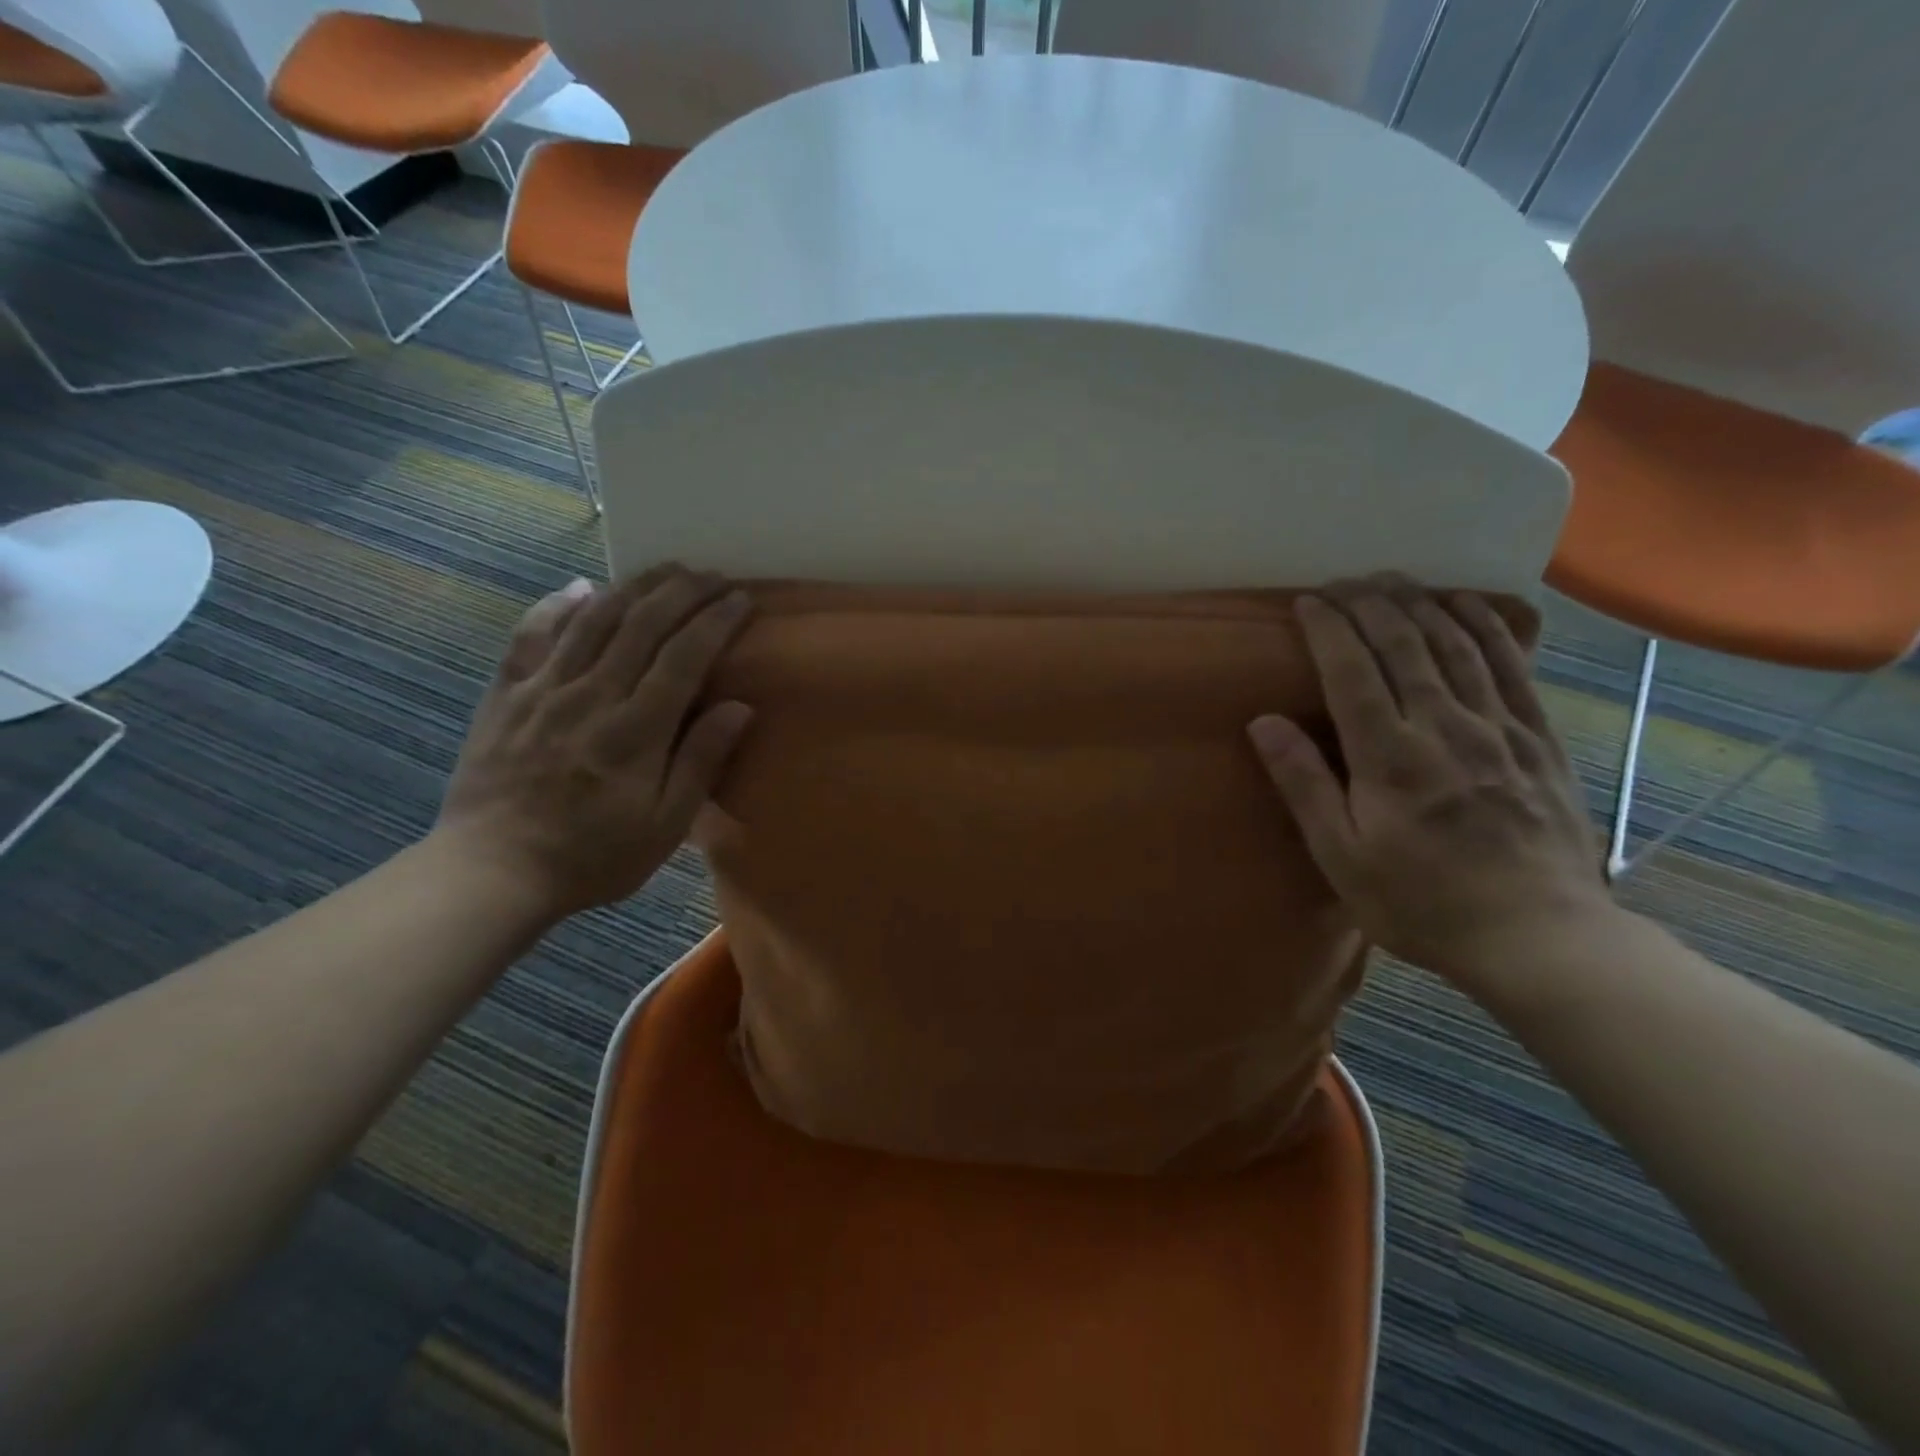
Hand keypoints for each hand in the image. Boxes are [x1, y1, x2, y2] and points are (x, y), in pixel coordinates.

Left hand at [434, 567, 753, 924]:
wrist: (492, 872)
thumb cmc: (592, 855)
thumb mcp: (664, 825)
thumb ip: (700, 762)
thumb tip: (739, 706)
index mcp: (636, 731)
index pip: (684, 656)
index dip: (716, 620)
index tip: (741, 598)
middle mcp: (591, 695)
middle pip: (643, 624)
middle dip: (684, 590)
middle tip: (713, 575)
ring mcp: (542, 689)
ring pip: (594, 619)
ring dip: (635, 586)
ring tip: (666, 569)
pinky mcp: (505, 694)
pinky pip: (531, 634)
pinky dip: (557, 605)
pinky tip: (580, 588)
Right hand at [1247, 577, 1616, 988]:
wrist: (1539, 936)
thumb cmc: (1421, 902)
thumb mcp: (1341, 856)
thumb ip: (1304, 784)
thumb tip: (1263, 723)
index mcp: (1390, 757)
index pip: (1351, 672)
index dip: (1328, 629)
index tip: (1308, 601)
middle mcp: (1444, 728)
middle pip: (1403, 646)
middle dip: (1370, 604)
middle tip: (1344, 581)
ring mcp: (1498, 729)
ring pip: (1456, 645)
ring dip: (1420, 604)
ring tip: (1394, 580)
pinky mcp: (1538, 738)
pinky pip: (1511, 665)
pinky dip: (1485, 626)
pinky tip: (1466, 604)